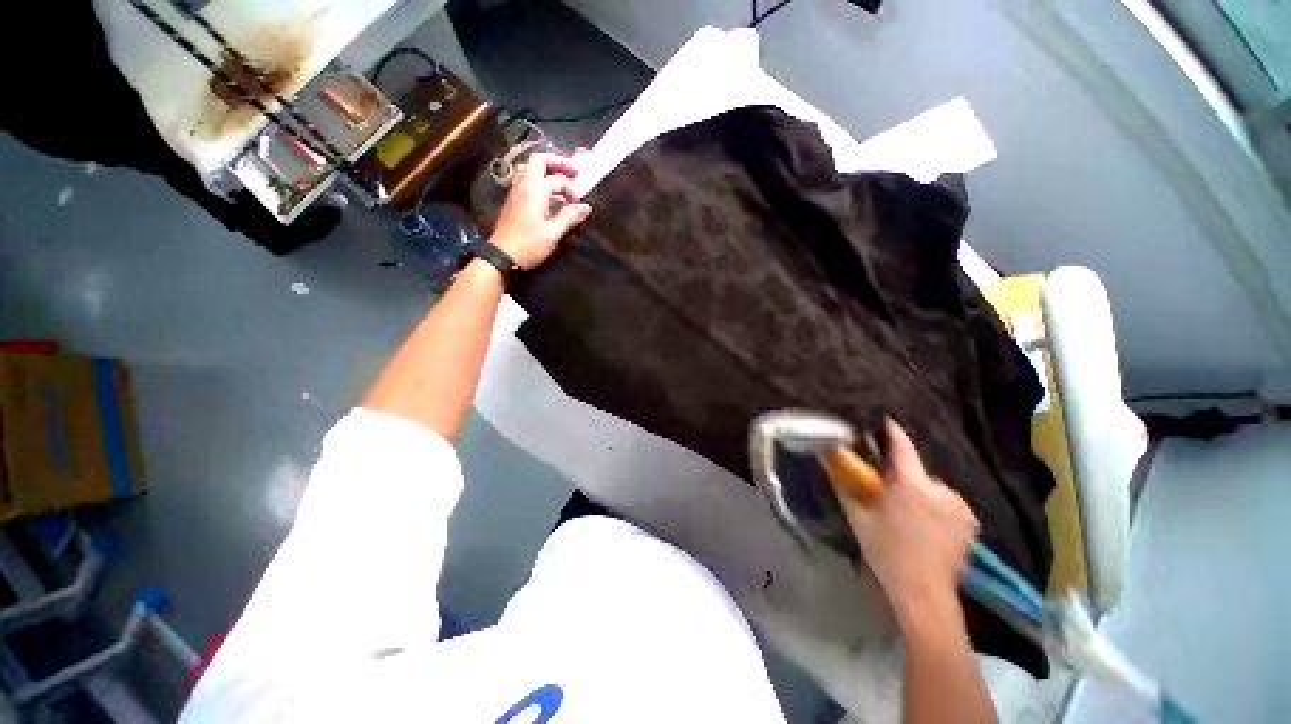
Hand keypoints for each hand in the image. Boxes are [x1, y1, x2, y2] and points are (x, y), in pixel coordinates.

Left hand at [490, 152, 591, 268]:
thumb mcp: (553, 234)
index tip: (578, 206)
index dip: (571, 190)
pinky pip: (523, 178)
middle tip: (571, 172)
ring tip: (557, 179)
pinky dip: (536, 178)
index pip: (557, 180)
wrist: (502, 256)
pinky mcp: (512, 200)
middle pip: (538, 160)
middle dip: (557, 163)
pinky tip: (545, 192)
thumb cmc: (529, 246)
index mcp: (534, 192)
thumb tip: (586, 207)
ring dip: (544, 169)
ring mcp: (515, 191)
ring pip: (528, 167)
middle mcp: (523, 186)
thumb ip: (569, 217)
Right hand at [837, 420, 978, 624]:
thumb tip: (825, 460)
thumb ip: (843, 485)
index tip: (886, 421)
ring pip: (932, 489)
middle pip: (917, 472)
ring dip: (920, 494)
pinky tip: (928, 527)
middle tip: (889, 495)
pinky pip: (947, 503)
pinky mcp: (970, 521)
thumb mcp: (858, 517)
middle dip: (903, 478)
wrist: (922, 592)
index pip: (903, 448)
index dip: (893, 432)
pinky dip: (936, 507)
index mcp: (912, 485)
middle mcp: (941, 490)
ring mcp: (960, 506)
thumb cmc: (886, 551)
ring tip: (909, 516)